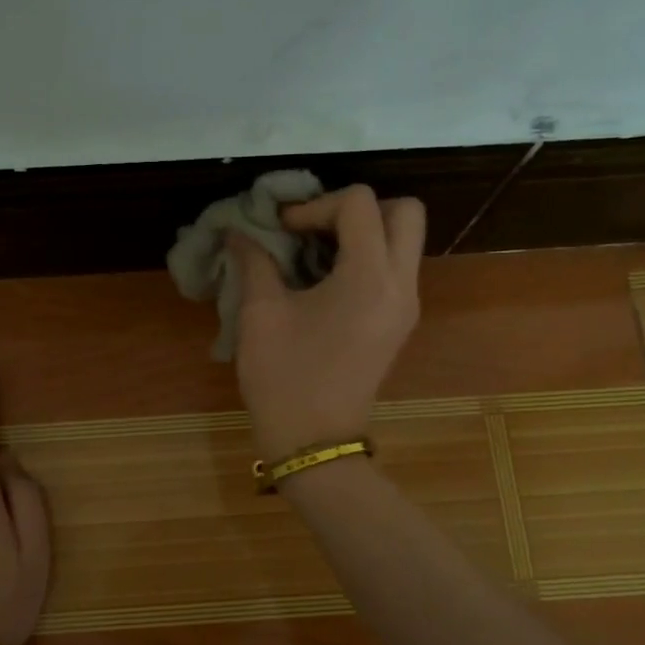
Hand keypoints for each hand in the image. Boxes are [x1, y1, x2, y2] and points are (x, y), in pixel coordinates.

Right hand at [227, 184, 425, 458]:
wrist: (314, 442)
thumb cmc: (284, 377)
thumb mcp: (260, 314)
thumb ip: (254, 262)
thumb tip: (238, 232)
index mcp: (369, 276)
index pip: (359, 203)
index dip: (315, 204)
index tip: (282, 229)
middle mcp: (400, 284)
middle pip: (404, 211)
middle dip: (357, 208)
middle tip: (315, 229)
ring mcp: (406, 305)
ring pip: (404, 240)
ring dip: (364, 232)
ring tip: (315, 252)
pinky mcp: (400, 323)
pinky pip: (395, 268)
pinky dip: (366, 258)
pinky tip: (324, 279)